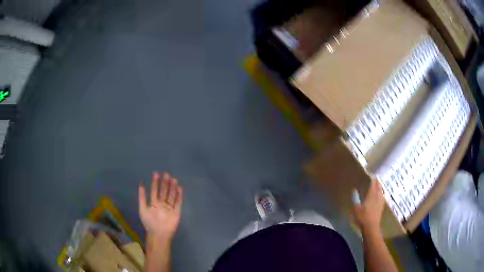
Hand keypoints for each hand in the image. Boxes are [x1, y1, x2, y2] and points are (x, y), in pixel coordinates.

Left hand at [139, 172, 182, 242]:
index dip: (155, 182)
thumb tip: (141, 183)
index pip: (155, 190)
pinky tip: (180, 189)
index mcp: (154, 203)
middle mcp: (162, 204)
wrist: (159, 234)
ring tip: (174, 179)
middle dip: (165, 183)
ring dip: (172, 188)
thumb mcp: (142, 209)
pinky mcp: (176, 212)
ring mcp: (169, 208)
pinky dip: (179, 196)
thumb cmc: (149, 222)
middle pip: (164, 191)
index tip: (156, 173)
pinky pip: (178, 203)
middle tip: (166, 174)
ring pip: (171, 195)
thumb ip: (142, 197)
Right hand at [353, 179, 384, 233]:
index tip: (371, 174)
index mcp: (372, 195)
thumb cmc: (363, 217)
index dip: (372, 178)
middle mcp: (378, 196)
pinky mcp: (382, 206)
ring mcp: (381, 201)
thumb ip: (355, 198)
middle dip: (377, 181)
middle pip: (379, 186)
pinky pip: (382, 196)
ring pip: (381, 190)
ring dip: (379, 187)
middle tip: (375, 178)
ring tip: (378, 185)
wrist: (371, 227)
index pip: (373, 184)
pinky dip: (381, 193)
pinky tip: (380, 195)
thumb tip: (354, 190)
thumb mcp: (356, 208)